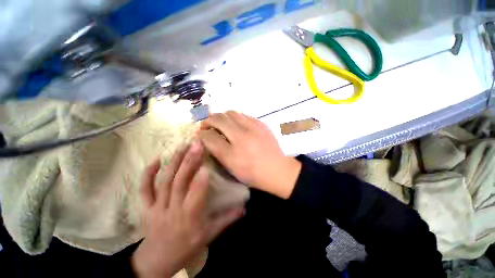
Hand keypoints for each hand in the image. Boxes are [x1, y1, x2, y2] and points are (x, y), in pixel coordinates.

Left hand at [132, 142, 243, 277]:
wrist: (157, 260)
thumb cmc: (186, 246)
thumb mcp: (210, 235)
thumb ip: (227, 219)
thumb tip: (245, 207)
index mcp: (189, 217)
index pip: (195, 195)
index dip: (200, 180)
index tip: (206, 164)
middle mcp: (172, 209)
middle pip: (179, 183)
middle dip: (189, 162)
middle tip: (197, 145)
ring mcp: (157, 206)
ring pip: (164, 181)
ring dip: (174, 162)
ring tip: (183, 146)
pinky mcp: (146, 206)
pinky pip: (144, 189)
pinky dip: (148, 174)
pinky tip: (156, 159)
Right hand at [199, 111, 301, 198]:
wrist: (278, 170)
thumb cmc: (254, 173)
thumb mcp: (232, 168)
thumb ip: (218, 152)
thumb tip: (207, 138)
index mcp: (232, 154)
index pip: (209, 137)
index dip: (202, 134)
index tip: (200, 134)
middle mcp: (241, 137)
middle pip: (219, 119)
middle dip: (208, 120)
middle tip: (207, 125)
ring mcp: (253, 128)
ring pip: (231, 113)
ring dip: (222, 116)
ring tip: (221, 123)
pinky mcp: (262, 124)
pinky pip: (244, 115)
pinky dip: (236, 118)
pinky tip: (237, 125)